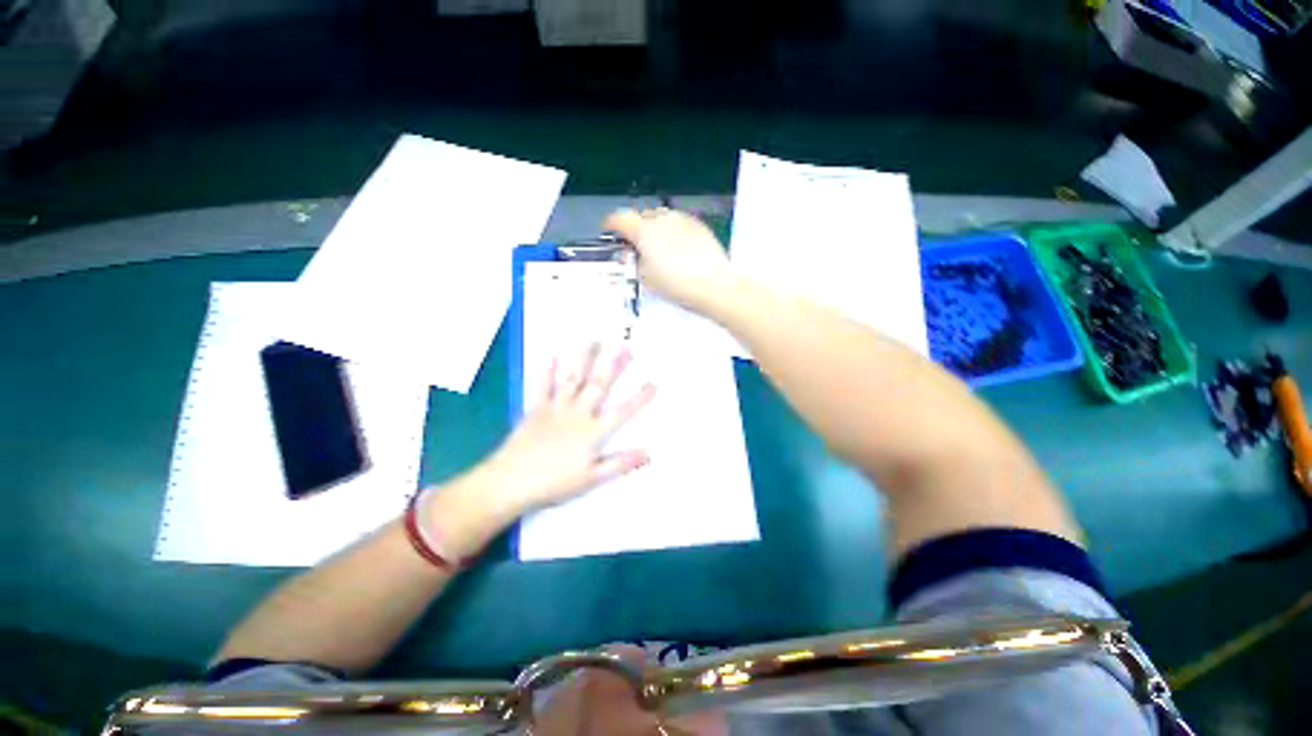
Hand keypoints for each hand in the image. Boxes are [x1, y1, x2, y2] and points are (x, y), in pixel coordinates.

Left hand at [485, 344, 655, 515]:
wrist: (511, 482)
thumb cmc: (554, 483)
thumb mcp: (591, 479)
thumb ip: (620, 464)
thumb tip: (648, 453)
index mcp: (592, 432)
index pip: (622, 411)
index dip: (639, 398)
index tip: (653, 382)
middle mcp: (577, 414)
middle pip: (599, 386)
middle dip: (614, 366)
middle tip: (625, 346)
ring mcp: (555, 408)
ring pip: (573, 379)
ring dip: (584, 359)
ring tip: (594, 340)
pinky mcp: (536, 409)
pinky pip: (542, 387)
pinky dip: (546, 371)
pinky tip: (551, 356)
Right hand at [603, 208, 734, 313]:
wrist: (714, 286)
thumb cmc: (676, 284)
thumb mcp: (645, 277)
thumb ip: (633, 261)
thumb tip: (632, 254)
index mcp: (643, 230)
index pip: (619, 219)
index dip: (610, 226)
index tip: (609, 233)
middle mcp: (662, 219)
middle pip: (641, 216)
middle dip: (635, 230)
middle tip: (636, 249)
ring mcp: (682, 219)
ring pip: (661, 219)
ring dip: (654, 230)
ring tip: (658, 251)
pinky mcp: (698, 225)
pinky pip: (678, 224)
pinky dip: (672, 233)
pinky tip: (677, 251)